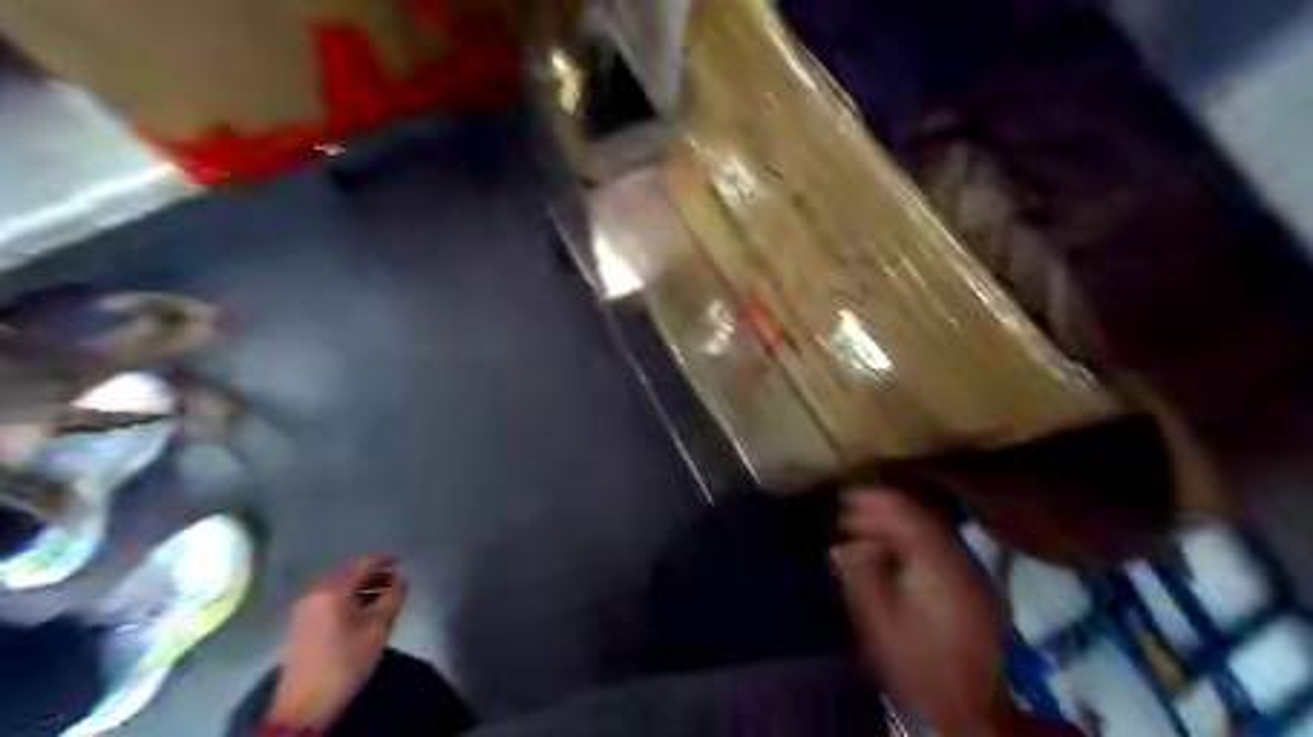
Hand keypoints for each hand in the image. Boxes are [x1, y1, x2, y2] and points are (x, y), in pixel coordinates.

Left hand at [264, 556, 408, 728]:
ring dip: (361, 588)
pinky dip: (348, 599)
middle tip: (395, 578)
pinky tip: (362, 610)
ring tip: (383, 595)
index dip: (383, 560)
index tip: (400, 558)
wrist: (304, 705)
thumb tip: (402, 578)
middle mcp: (314, 594)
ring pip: (338, 589)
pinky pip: (329, 601)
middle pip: (347, 575)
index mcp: (332, 591)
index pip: (361, 565)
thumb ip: (393, 597)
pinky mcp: (301, 626)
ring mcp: (304, 610)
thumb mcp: (378, 628)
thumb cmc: (346, 662)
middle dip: (372, 574)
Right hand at [834, 489, 1007, 736]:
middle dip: (886, 511)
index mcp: (941, 567)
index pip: (910, 516)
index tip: (847, 498)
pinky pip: (941, 549)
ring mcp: (974, 577)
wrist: (966, 712)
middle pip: (925, 518)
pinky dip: (914, 542)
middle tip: (851, 512)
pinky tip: (893, 552)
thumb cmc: (915, 666)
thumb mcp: (876, 620)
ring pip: (934, 532)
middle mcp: (964, 564)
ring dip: (899, 525)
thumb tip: (843, 545)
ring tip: (867, 529)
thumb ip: (860, 574)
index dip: (877, 502)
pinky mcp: (974, 591)